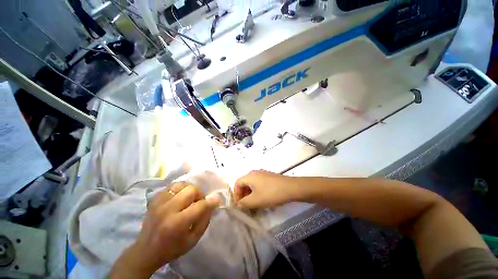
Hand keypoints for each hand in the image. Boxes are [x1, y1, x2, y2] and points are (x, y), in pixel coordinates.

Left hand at [110, 182, 219, 277]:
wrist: (145, 251)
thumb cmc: (172, 248)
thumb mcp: (193, 240)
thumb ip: (205, 220)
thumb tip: (212, 203)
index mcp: (177, 223)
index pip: (200, 205)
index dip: (211, 201)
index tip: (216, 200)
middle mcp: (167, 210)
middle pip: (191, 190)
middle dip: (199, 195)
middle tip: (198, 202)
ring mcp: (159, 202)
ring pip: (181, 184)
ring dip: (190, 189)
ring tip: (189, 198)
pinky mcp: (155, 199)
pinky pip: (172, 185)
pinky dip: (180, 188)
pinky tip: (180, 196)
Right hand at [234, 170, 299, 208]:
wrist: (291, 188)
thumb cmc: (271, 193)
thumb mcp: (255, 201)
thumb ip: (244, 203)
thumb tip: (239, 203)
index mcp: (249, 176)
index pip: (237, 183)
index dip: (236, 195)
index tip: (239, 205)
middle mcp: (255, 172)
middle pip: (244, 183)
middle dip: (243, 195)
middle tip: (246, 206)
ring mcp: (263, 174)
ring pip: (252, 184)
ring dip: (250, 194)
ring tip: (254, 204)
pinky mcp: (269, 177)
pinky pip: (259, 183)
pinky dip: (257, 191)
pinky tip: (262, 199)